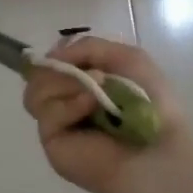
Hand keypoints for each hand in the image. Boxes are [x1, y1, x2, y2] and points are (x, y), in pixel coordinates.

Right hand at [22, 36, 189, 192]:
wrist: (157, 147)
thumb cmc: (150, 102)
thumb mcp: (127, 57)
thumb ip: (87, 46)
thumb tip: (52, 57)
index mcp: (84, 83)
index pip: (50, 63)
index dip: (57, 56)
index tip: (70, 54)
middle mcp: (66, 102)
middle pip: (36, 76)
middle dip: (61, 69)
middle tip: (90, 74)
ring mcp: (57, 123)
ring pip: (35, 92)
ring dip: (65, 84)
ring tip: (96, 92)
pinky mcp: (52, 142)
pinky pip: (46, 113)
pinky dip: (69, 104)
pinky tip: (91, 108)